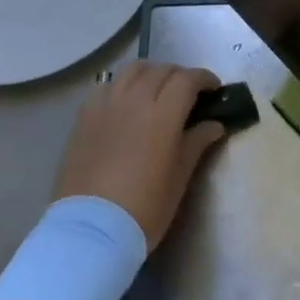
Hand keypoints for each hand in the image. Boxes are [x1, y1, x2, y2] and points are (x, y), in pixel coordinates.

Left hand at [53, 60, 223, 249]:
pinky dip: (122, 85)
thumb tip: (214, 124)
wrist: (91, 230)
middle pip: (161, 70)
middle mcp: (135, 99)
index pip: (188, 79)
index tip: (214, 89)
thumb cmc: (145, 208)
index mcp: (163, 113)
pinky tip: (125, 102)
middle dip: (180, 75)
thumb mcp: (179, 177)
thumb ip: (197, 143)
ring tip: (157, 89)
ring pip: (132, 70)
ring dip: (151, 73)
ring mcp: (106, 104)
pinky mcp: (84, 116)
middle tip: (189, 92)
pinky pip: (106, 86)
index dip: (204, 79)